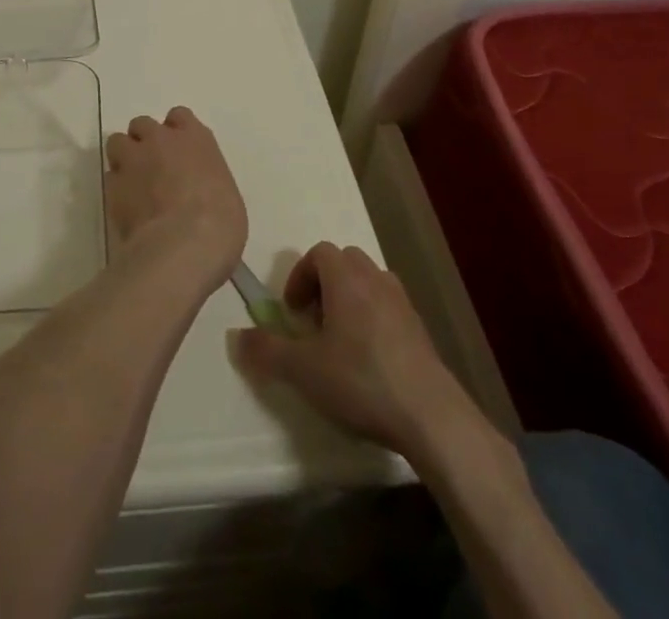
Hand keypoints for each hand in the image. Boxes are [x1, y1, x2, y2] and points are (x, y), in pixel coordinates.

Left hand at [104, 107, 247, 289]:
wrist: (183, 246)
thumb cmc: (219, 222)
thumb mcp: (226, 196)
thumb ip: (206, 181)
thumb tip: (197, 192)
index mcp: (195, 138)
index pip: (179, 116)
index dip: (176, 131)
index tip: (179, 150)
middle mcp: (160, 140)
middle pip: (143, 125)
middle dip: (145, 141)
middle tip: (152, 166)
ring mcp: (133, 160)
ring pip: (118, 143)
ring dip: (124, 157)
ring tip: (133, 182)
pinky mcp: (112, 186)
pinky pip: (110, 178)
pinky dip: (116, 188)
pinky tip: (127, 208)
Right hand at [233, 242, 476, 457]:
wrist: (431, 416)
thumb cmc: (361, 380)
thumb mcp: (303, 370)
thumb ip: (267, 350)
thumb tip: (237, 336)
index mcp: (346, 279)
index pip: (320, 252)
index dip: (300, 276)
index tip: (292, 311)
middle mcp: (375, 280)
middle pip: (346, 262)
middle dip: (325, 284)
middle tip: (314, 322)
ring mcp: (403, 304)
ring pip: (370, 283)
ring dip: (351, 300)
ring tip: (340, 341)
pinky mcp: (421, 331)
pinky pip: (390, 308)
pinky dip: (374, 320)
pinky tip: (369, 362)